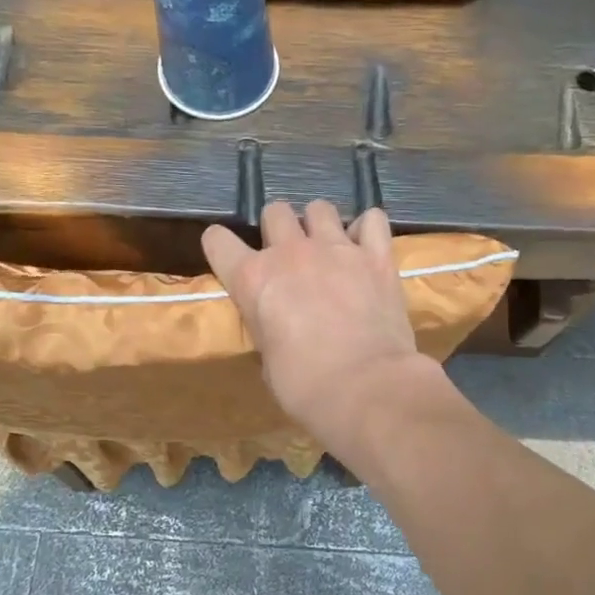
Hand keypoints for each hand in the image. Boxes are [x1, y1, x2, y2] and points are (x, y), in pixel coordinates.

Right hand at [202, 201, 432, 437]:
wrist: (366, 387)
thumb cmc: (305, 386)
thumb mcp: (267, 360)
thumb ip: (267, 327)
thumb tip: (278, 326)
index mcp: (252, 279)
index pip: (217, 240)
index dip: (220, 246)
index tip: (229, 256)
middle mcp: (290, 252)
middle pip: (274, 211)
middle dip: (278, 229)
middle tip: (288, 255)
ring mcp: (336, 248)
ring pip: (320, 208)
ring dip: (319, 225)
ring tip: (328, 248)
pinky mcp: (376, 255)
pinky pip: (372, 219)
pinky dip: (366, 230)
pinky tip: (366, 248)